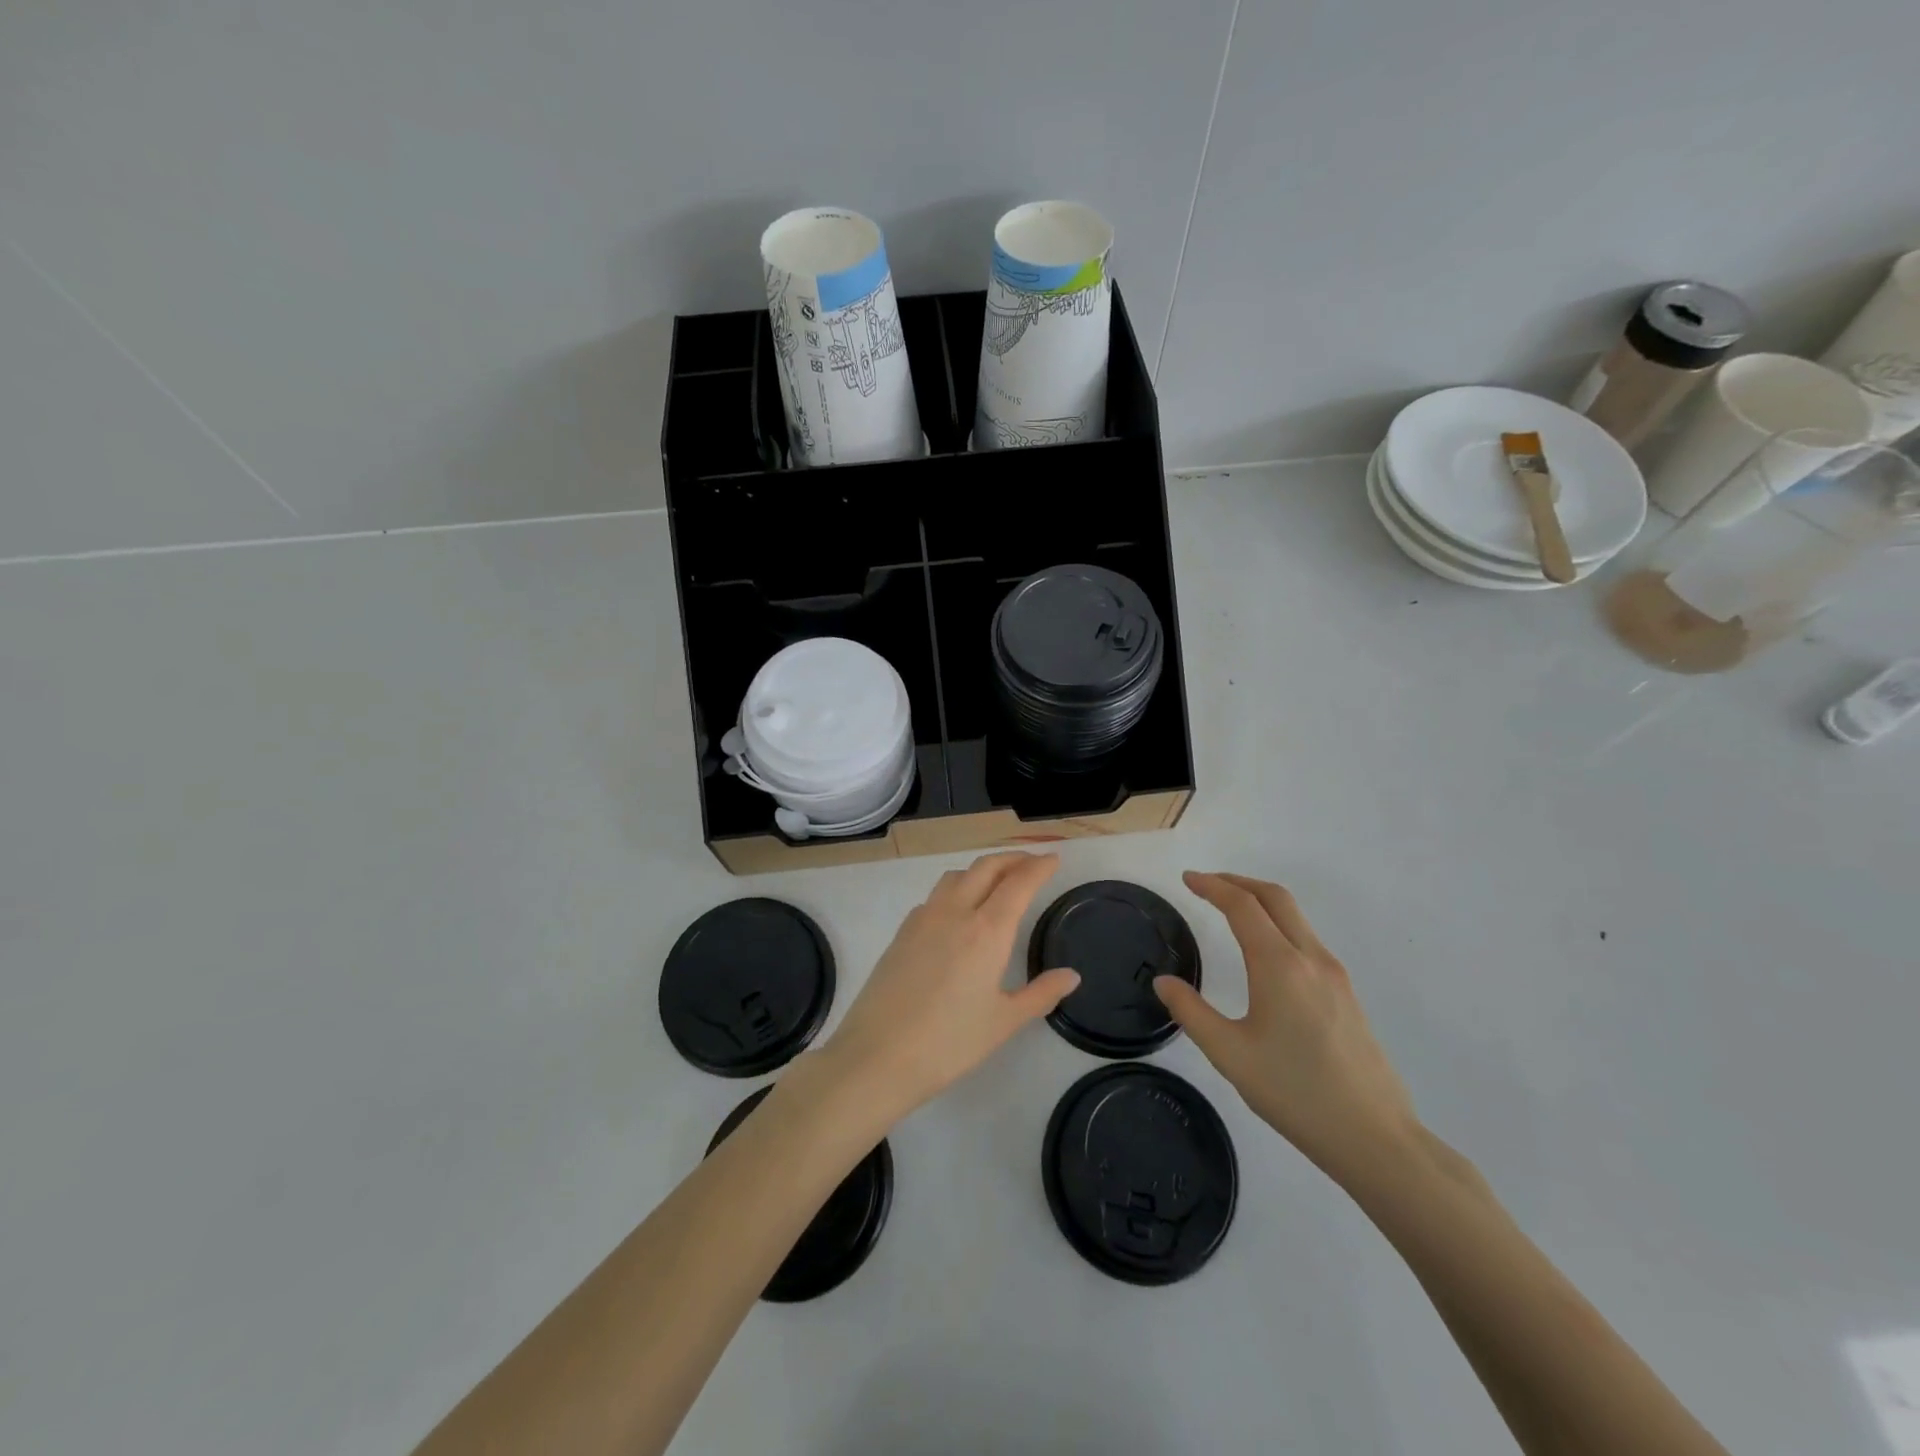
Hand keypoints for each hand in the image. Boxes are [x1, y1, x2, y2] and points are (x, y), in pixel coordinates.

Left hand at [821, 853, 1080, 1119]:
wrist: (877, 1055)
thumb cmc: (949, 1043)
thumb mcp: (1004, 1022)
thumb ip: (1041, 994)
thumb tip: (1071, 976)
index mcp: (986, 930)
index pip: (1018, 883)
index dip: (1039, 866)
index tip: (1053, 858)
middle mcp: (955, 912)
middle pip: (986, 867)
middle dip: (1012, 859)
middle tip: (1032, 863)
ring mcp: (923, 918)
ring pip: (956, 876)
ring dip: (982, 870)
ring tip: (997, 882)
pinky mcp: (902, 932)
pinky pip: (935, 895)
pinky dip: (956, 889)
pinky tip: (959, 913)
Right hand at [1154, 872, 1418, 1186]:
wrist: (1375, 1138)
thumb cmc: (1295, 1093)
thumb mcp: (1230, 1054)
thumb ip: (1191, 1012)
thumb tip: (1164, 982)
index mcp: (1280, 965)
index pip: (1242, 905)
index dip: (1212, 886)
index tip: (1187, 879)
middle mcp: (1311, 958)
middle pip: (1276, 898)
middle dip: (1238, 882)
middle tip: (1207, 885)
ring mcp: (1336, 975)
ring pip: (1296, 917)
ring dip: (1261, 902)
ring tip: (1231, 912)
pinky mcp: (1347, 995)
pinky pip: (1308, 940)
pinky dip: (1279, 925)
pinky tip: (1265, 953)